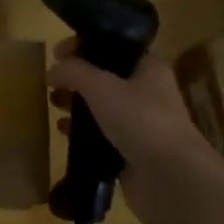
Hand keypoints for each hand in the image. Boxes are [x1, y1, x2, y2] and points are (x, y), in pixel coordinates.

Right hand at [49, 39, 223, 223]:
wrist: (171, 179)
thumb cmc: (140, 120)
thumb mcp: (102, 86)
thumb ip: (74, 72)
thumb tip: (52, 70)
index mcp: (148, 67)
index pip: (113, 46)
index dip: (84, 45)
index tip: (57, 53)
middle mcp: (147, 92)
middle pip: (106, 77)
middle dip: (77, 78)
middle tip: (52, 82)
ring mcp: (140, 124)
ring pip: (102, 107)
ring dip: (77, 105)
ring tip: (53, 105)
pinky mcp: (131, 152)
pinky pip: (102, 136)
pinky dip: (83, 133)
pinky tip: (63, 133)